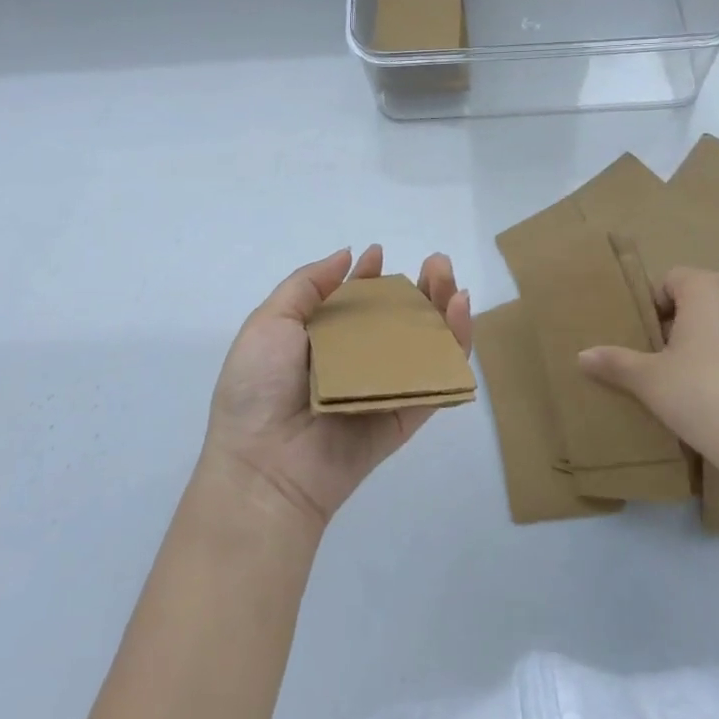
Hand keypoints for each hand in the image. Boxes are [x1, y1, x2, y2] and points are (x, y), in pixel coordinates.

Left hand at [202, 246, 471, 530]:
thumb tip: (348, 254)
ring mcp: (385, 387)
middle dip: (419, 287)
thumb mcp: (269, 322)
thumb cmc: (258, 388)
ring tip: (449, 279)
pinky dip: (456, 345)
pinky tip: (460, 311)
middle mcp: (357, 362)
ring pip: (425, 343)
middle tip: (435, 263)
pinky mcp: (407, 413)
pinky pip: (437, 377)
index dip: (369, 277)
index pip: (356, 302)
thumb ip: (307, 284)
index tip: (377, 254)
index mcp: (324, 342)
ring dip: (443, 307)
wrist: (264, 465)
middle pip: (399, 319)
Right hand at [578, 267, 718, 476]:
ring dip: (703, 340)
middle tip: (659, 361)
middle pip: (696, 297)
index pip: (669, 280)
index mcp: (706, 286)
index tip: (643, 342)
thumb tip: (581, 356)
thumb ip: (616, 362)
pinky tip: (717, 393)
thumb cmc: (704, 395)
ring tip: (686, 379)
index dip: (651, 308)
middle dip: (676, 323)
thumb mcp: (650, 380)